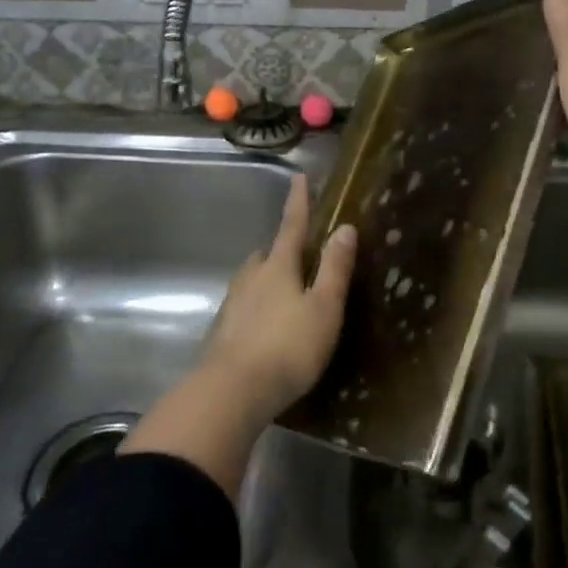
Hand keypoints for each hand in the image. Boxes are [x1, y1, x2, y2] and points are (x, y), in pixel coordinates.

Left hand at [197, 175, 355, 422]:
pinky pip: (245, 305)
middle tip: (299, 254)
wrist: (232, 391)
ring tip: (286, 291)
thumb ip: (334, 269)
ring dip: (268, 278)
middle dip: (281, 249)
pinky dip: (258, 306)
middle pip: (267, 253)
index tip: (299, 177)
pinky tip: (267, 325)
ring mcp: (233, 303)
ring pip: (253, 279)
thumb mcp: (324, 308)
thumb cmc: (287, 347)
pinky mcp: (224, 330)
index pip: (292, 226)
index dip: (298, 202)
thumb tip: (344, 227)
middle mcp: (251, 277)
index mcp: (278, 267)